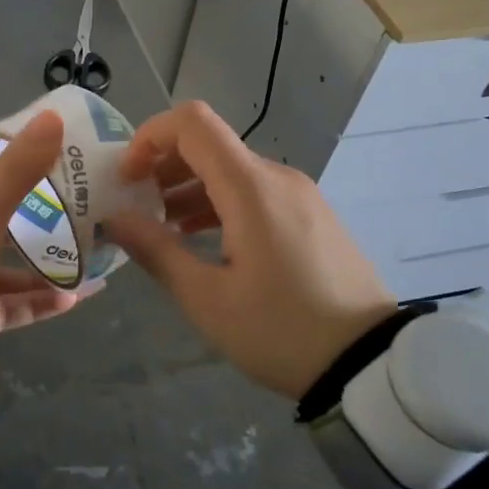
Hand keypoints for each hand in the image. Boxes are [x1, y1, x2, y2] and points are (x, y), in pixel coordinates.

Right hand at [103, 100, 396, 399]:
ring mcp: (299, 194)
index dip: (149, 137)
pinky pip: (254, 191)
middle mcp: (276, 176)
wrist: (373, 365)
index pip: (191, 123)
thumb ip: (156, 250)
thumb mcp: (208, 299)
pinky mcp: (311, 214)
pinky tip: (202, 239)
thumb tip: (114, 219)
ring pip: (231, 169)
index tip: (127, 178)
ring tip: (162, 228)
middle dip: (163, 167)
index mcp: (250, 187)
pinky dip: (219, 202)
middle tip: (135, 207)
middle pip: (208, 144)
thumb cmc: (283, 331)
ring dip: (189, 187)